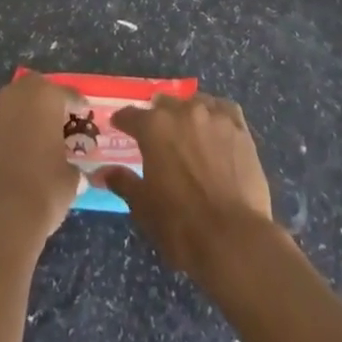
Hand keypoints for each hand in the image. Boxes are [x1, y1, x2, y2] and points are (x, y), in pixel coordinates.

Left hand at [0, 73, 85, 246]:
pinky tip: (19, 152)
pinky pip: (1, 123)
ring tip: (39, 138)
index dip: (78, 106)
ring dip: (26, 115)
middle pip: (37, 89)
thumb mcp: (71, 179)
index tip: (84, 115)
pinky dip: (11, 131)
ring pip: (15, 104)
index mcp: (46, 96)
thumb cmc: (43, 189)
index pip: (68, 94)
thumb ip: (72, 164)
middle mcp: (18, 95)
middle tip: (59, 123)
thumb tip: (72, 170)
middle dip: (48, 102)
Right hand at [99, 92, 275, 278]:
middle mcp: (183, 112)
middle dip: (157, 117)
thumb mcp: (143, 207)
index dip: (123, 121)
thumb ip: (123, 182)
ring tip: (187, 129)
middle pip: (164, 104)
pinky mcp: (239, 129)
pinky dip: (216, 113)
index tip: (119, 126)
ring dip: (187, 113)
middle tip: (157, 136)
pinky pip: (224, 109)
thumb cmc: (180, 225)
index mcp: (154, 127)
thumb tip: (102, 173)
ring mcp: (214, 117)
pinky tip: (216, 126)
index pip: (130, 115)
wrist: (232, 238)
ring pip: (195, 103)